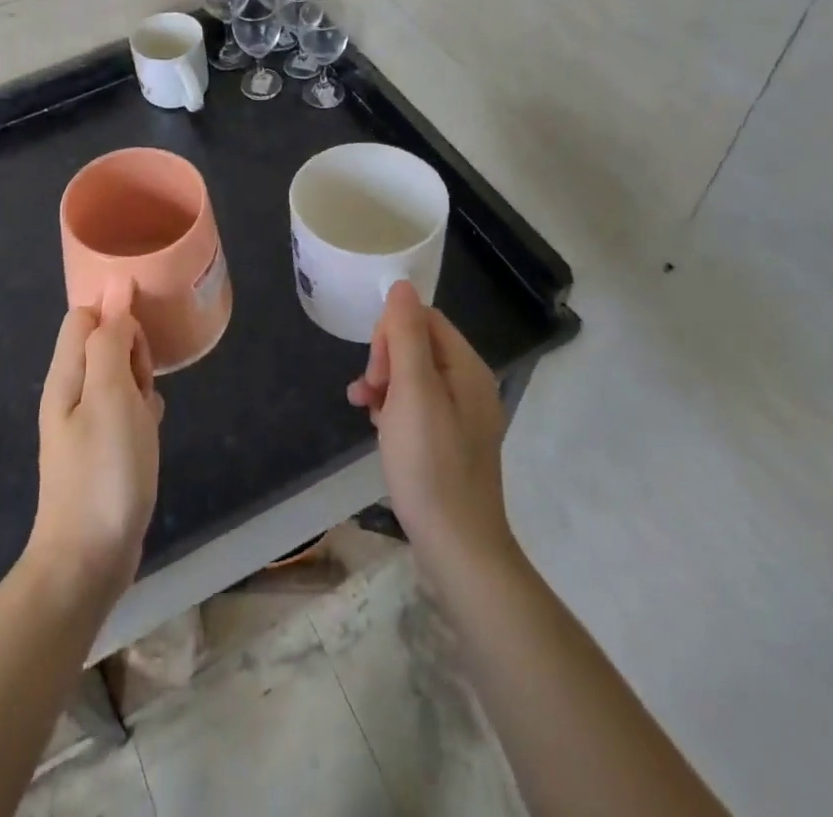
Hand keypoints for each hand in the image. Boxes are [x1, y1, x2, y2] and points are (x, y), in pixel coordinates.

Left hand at [27, 305, 163, 599]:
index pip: (85, 315)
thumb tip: (116, 286)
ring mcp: (84, 422)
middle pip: (102, 342)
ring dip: (140, 382)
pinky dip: (142, 411)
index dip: (116, 316)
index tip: (142, 343)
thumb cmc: (104, 471)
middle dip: (132, 351)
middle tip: (143, 387)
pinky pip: (124, 408)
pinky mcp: (101, 448)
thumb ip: (110, 339)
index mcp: (67, 374)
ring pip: (118, 375)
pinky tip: (151, 432)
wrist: (88, 559)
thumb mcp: (111, 394)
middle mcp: (70, 392)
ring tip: (148, 415)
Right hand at [348, 283, 514, 565]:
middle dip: (386, 358)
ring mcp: (461, 415)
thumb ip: (406, 336)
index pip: (425, 319)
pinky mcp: (449, 441)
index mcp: (467, 368)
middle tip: (370, 392)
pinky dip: (393, 407)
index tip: (376, 368)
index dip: (393, 333)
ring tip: (363, 407)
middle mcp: (469, 385)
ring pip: (413, 375)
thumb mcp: (412, 392)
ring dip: (383, 383)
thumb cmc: (430, 464)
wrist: (458, 547)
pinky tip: (377, 426)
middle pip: (419, 345)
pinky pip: (416, 404)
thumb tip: (401, 285)